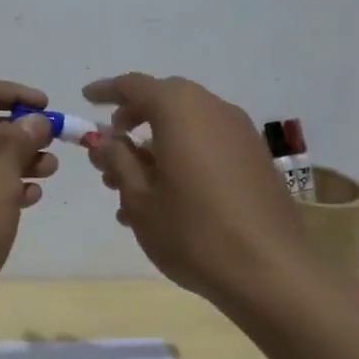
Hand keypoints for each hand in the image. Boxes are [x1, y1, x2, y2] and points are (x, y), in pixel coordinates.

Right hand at [83, 73, 307, 302]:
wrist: (271, 272)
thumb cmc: (193, 231)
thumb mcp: (140, 199)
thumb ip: (118, 162)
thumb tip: (105, 141)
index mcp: (180, 110)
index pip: (135, 85)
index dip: (107, 91)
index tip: (87, 99)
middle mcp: (213, 109)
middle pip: (166, 99)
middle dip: (135, 116)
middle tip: (113, 143)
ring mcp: (240, 133)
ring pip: (189, 124)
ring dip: (158, 142)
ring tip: (133, 184)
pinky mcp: (256, 159)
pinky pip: (210, 143)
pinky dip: (184, 155)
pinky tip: (168, 198)